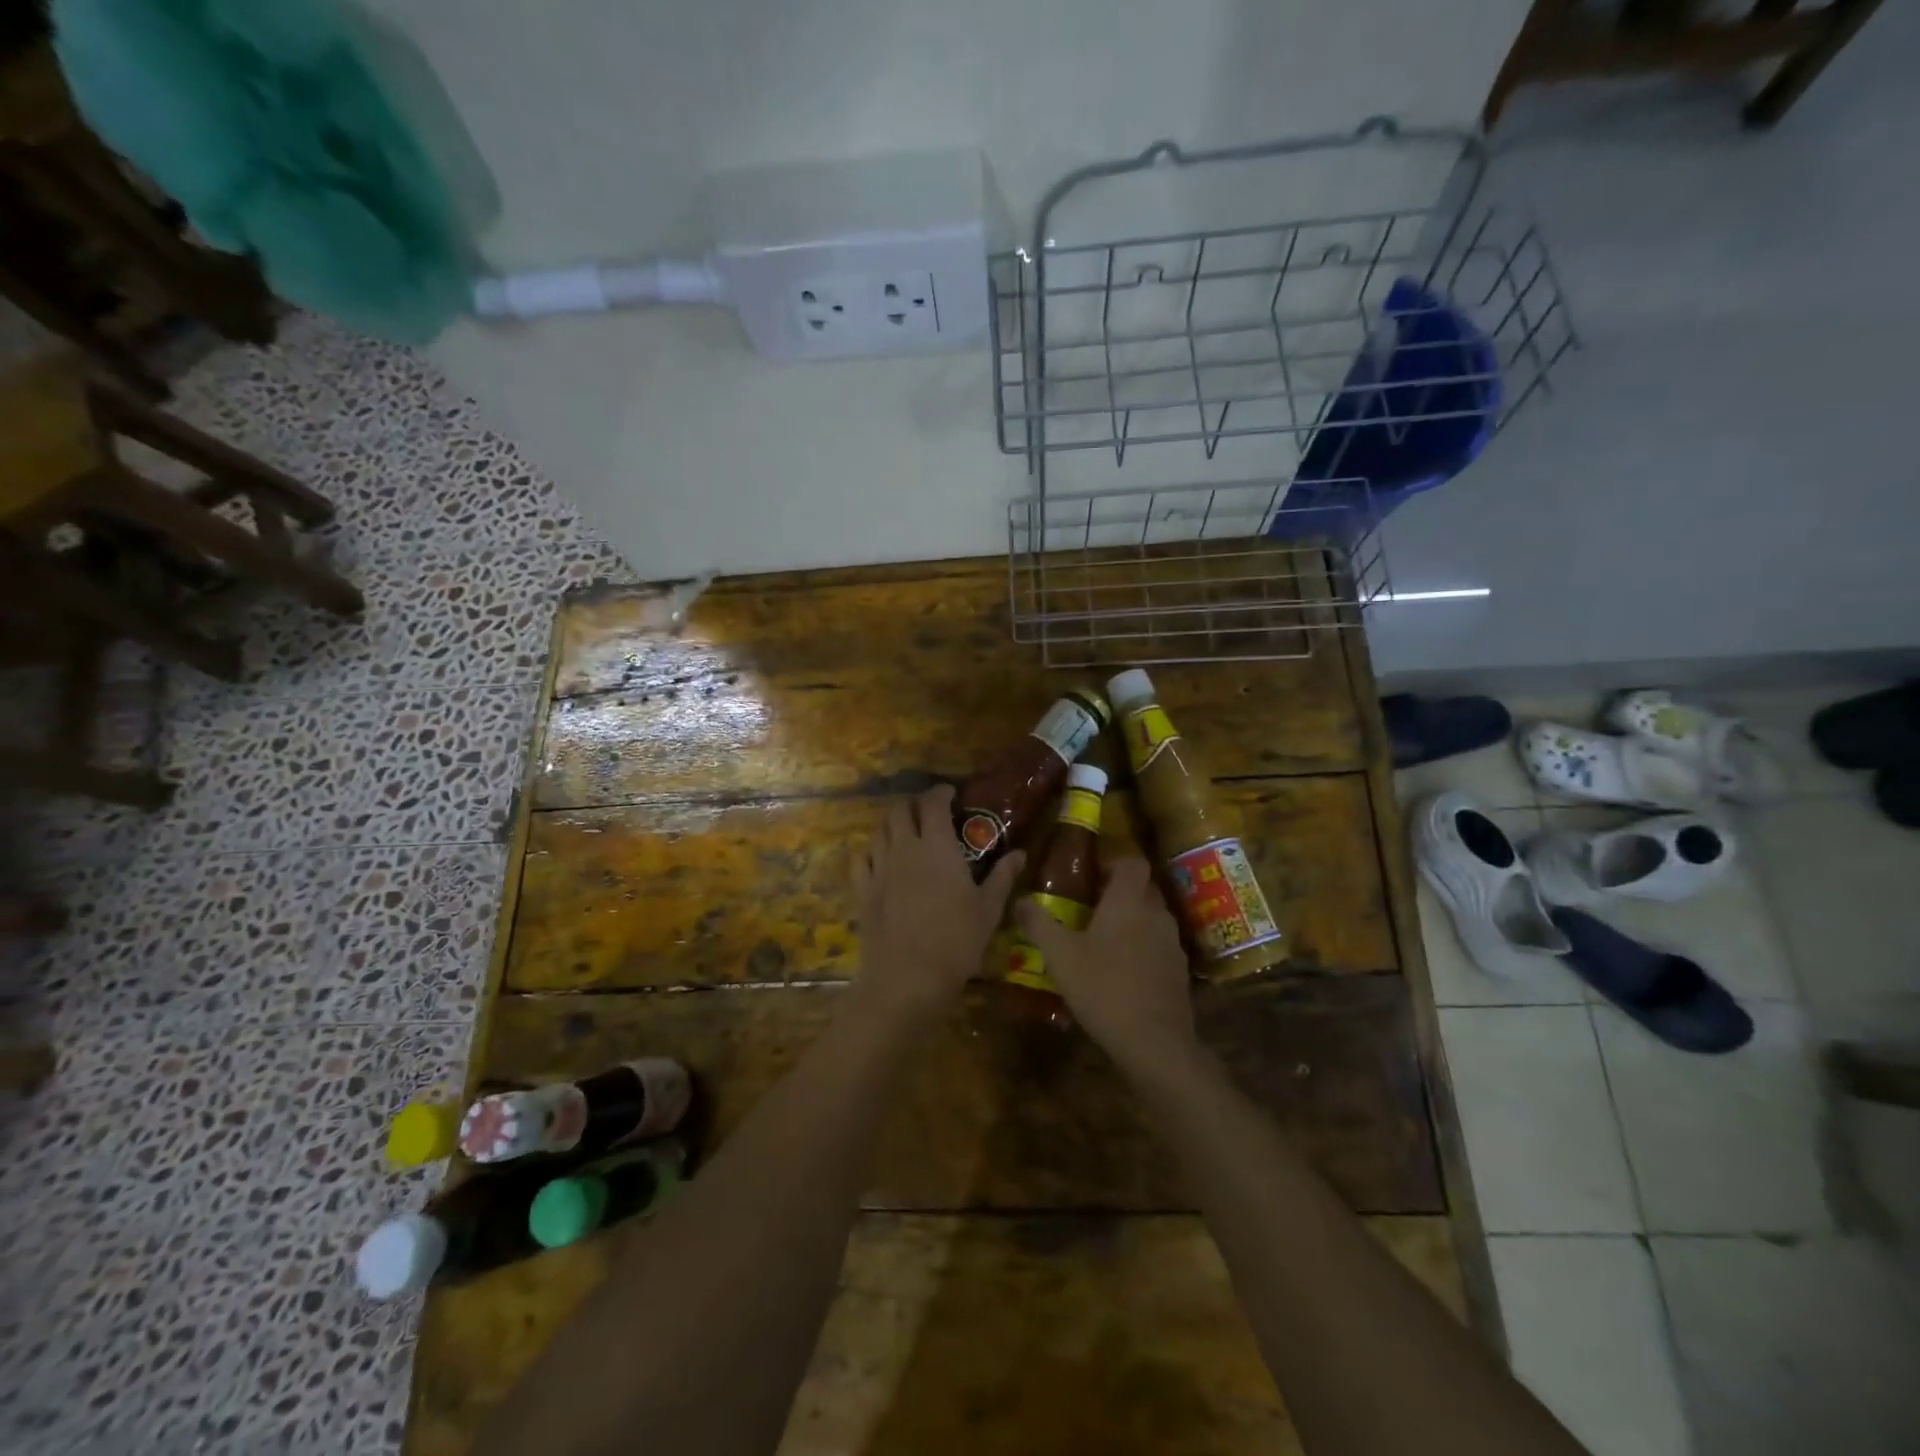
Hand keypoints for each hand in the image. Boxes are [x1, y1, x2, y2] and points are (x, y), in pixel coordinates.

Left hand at [852, 785, 1024, 1031]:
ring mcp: (879, 869)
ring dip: (892, 825)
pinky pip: (861, 859)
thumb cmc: (956, 941)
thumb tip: (1020, 853)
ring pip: (879, 831)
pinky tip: (879, 859)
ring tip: (905, 833)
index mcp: (936, 846)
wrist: (907, 978)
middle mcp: (904, 848)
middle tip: (927, 812)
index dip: (940, 793)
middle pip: (899, 811)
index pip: (933, 804)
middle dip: (913, 805)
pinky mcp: (862, 891)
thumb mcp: (988, 909)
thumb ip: (1002, 876)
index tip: (950, 794)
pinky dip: (871, 851)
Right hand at [1015, 858, 1198, 1073]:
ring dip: (1133, 924)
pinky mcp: (1180, 973)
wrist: (1153, 1042)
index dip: (1115, 864)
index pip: (1133, 863)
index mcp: (1128, 902)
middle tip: (1092, 909)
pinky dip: (1144, 952)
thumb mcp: (1060, 956)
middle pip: (1143, 890)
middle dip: (1121, 894)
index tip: (1094, 877)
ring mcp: (1172, 944)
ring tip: (1105, 943)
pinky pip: (1160, 948)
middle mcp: (1156, 915)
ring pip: (1153, 920)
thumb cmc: (1103, 987)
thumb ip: (1039, 924)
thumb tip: (1019, 900)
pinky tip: (1124, 974)